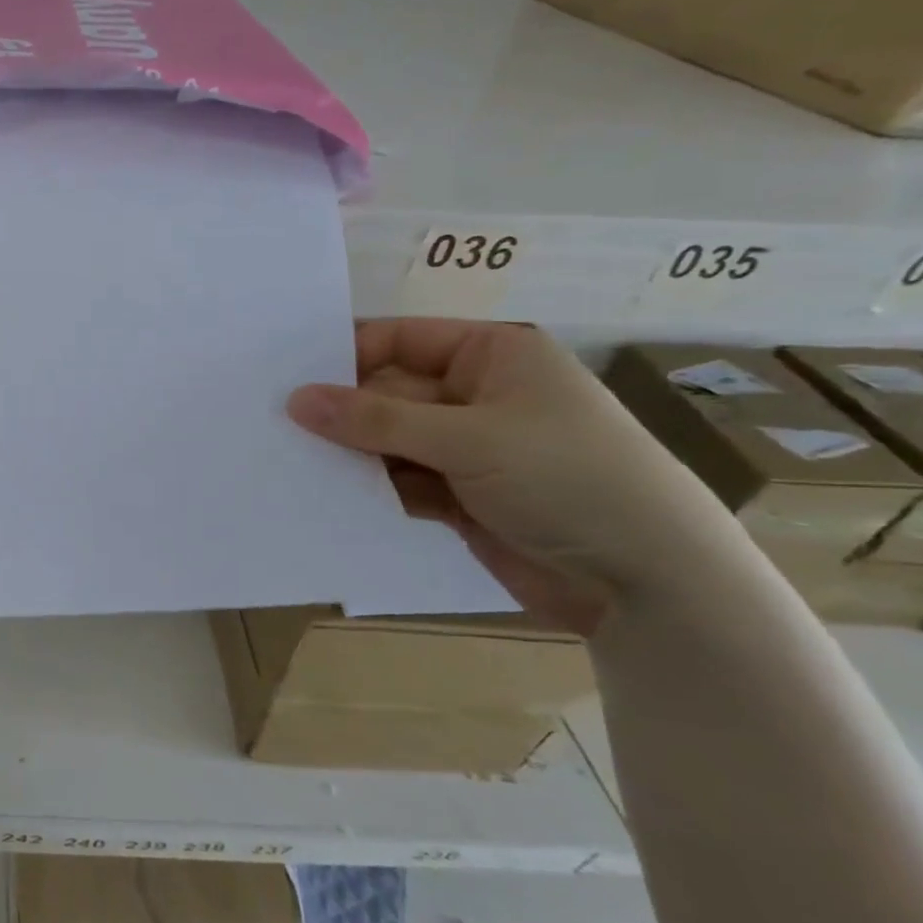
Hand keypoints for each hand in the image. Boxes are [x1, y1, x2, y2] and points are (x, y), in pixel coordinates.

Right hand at [285, 320, 724, 632]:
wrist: (648, 583)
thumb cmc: (568, 479)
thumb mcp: (467, 439)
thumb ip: (375, 420)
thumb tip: (295, 398)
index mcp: (491, 356)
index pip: (399, 339)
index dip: (344, 355)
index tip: (286, 377)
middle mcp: (475, 394)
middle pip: (387, 392)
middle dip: (341, 411)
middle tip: (274, 422)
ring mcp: (467, 447)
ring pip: (387, 439)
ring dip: (350, 452)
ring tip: (291, 459)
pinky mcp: (459, 495)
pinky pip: (397, 479)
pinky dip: (370, 487)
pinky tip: (327, 493)